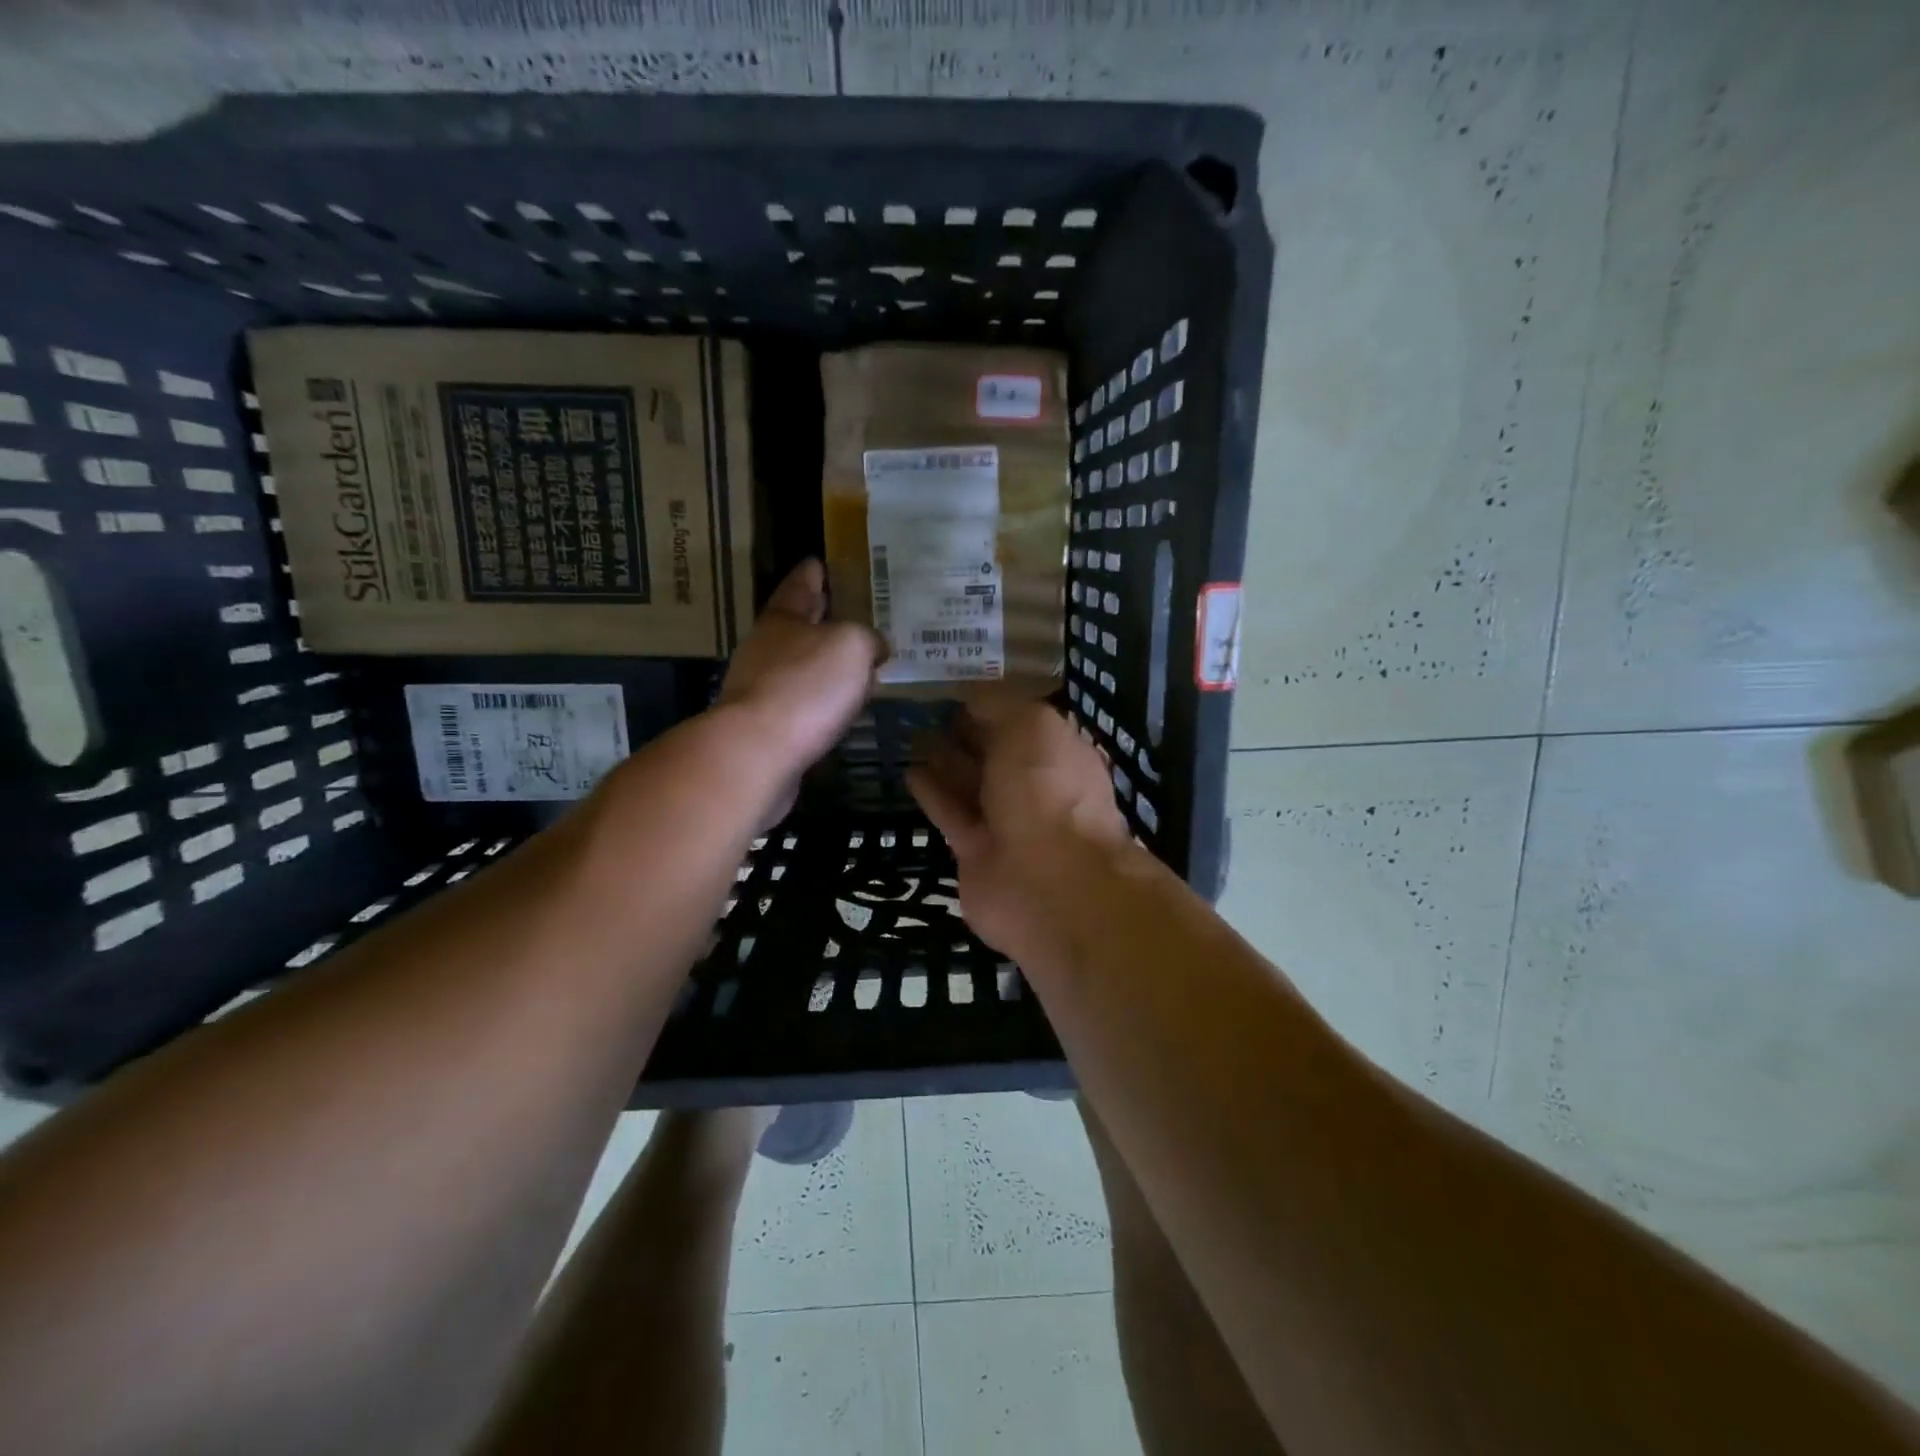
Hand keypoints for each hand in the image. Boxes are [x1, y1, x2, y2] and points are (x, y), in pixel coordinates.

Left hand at [717, 558, 882, 794]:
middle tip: (856, 613)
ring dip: (825, 664)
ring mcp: (762, 688)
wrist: (758, 753)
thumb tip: (874, 647)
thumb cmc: (805, 686)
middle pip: (797, 625)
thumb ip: (867, 638)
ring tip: (859, 664)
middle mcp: (766, 648)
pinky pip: (803, 703)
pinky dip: (822, 700)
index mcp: (782, 618)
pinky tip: (842, 707)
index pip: (800, 584)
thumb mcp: (852, 646)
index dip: (814, 572)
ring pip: (801, 666)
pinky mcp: (767, 727)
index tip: (821, 561)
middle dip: (823, 618)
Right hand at [907, 698, 1129, 960]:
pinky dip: (933, 794)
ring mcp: (1007, 822)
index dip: (991, 704)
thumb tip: (972, 696)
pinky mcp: (977, 852)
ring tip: (912, 735)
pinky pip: (952, 815)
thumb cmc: (1048, 790)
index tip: (954, 687)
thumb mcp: (1031, 726)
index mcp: (1059, 753)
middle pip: (995, 753)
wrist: (1049, 884)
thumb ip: (1000, 706)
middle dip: (966, 733)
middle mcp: (1036, 786)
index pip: (1022, 721)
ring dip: (945, 761)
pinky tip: (910, 771)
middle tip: (925, 710)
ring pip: (971, 784)